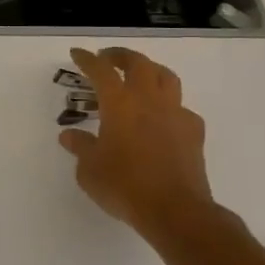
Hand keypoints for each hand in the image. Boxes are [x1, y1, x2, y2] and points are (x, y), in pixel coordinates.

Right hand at [58, 46, 217, 241]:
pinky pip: (181, 107)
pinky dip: (168, 105)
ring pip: (166, 77)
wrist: (175, 211)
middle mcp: (149, 100)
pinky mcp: (194, 132)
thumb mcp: (89, 169)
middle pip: (138, 63)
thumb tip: (70, 136)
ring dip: (150, 70)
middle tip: (108, 58)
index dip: (87, 59)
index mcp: (119, 104)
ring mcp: (175, 114)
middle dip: (121, 56)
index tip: (77, 54)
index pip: (101, 70)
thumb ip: (81, 147)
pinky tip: (161, 118)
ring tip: (139, 78)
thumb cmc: (124, 186)